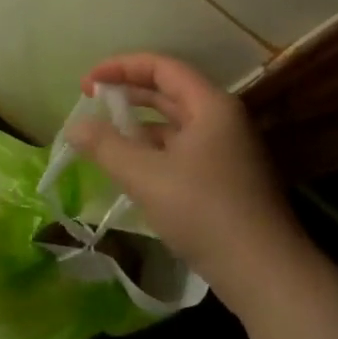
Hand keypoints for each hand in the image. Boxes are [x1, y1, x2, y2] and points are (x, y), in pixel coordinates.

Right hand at [66, 53, 308, 317]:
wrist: (263, 271)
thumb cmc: (204, 211)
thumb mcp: (146, 176)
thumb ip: (106, 146)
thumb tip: (74, 126)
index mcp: (210, 106)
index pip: (162, 67)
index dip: (121, 67)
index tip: (88, 81)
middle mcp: (222, 120)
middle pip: (170, 93)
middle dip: (128, 94)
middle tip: (91, 102)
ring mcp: (227, 151)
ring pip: (175, 125)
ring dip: (139, 126)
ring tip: (103, 138)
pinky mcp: (225, 180)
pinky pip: (182, 152)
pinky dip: (154, 152)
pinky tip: (131, 170)